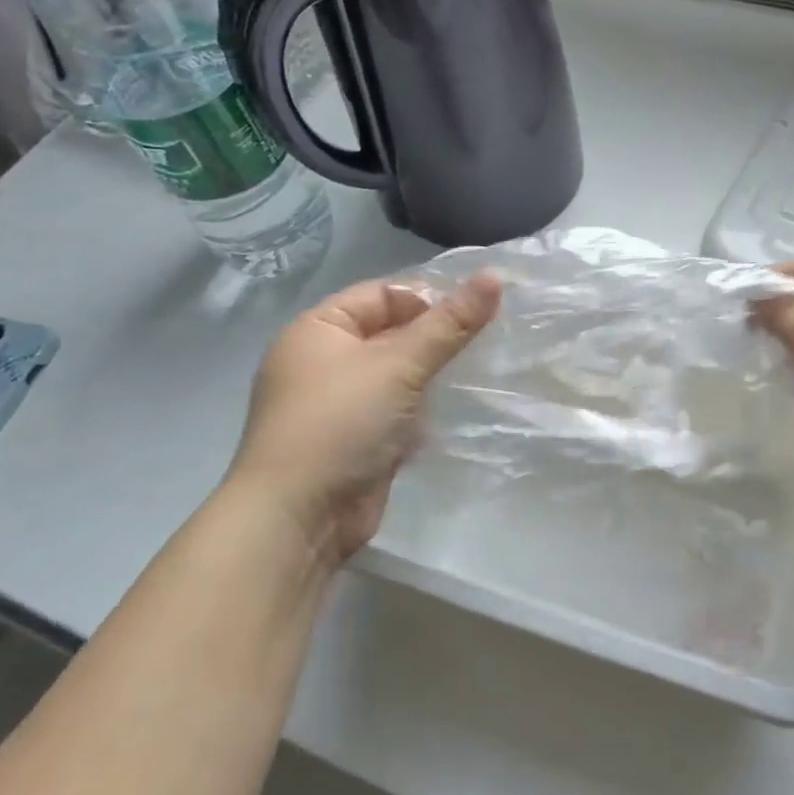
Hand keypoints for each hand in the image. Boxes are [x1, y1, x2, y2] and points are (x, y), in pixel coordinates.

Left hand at [227, 272, 500, 563]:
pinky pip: (394, 411)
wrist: (299, 518)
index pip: (383, 294)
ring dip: (431, 377)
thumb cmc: (342, 422)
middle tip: (487, 341)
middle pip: (391, 334)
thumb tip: (494, 276)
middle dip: (435, 339)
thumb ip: (449, 323)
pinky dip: (420, 411)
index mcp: (319, 328)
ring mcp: (337, 404)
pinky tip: (452, 414)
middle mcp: (323, 360)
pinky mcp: (353, 440)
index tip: (477, 312)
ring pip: (396, 375)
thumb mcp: (399, 365)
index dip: (429, 298)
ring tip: (478, 373)